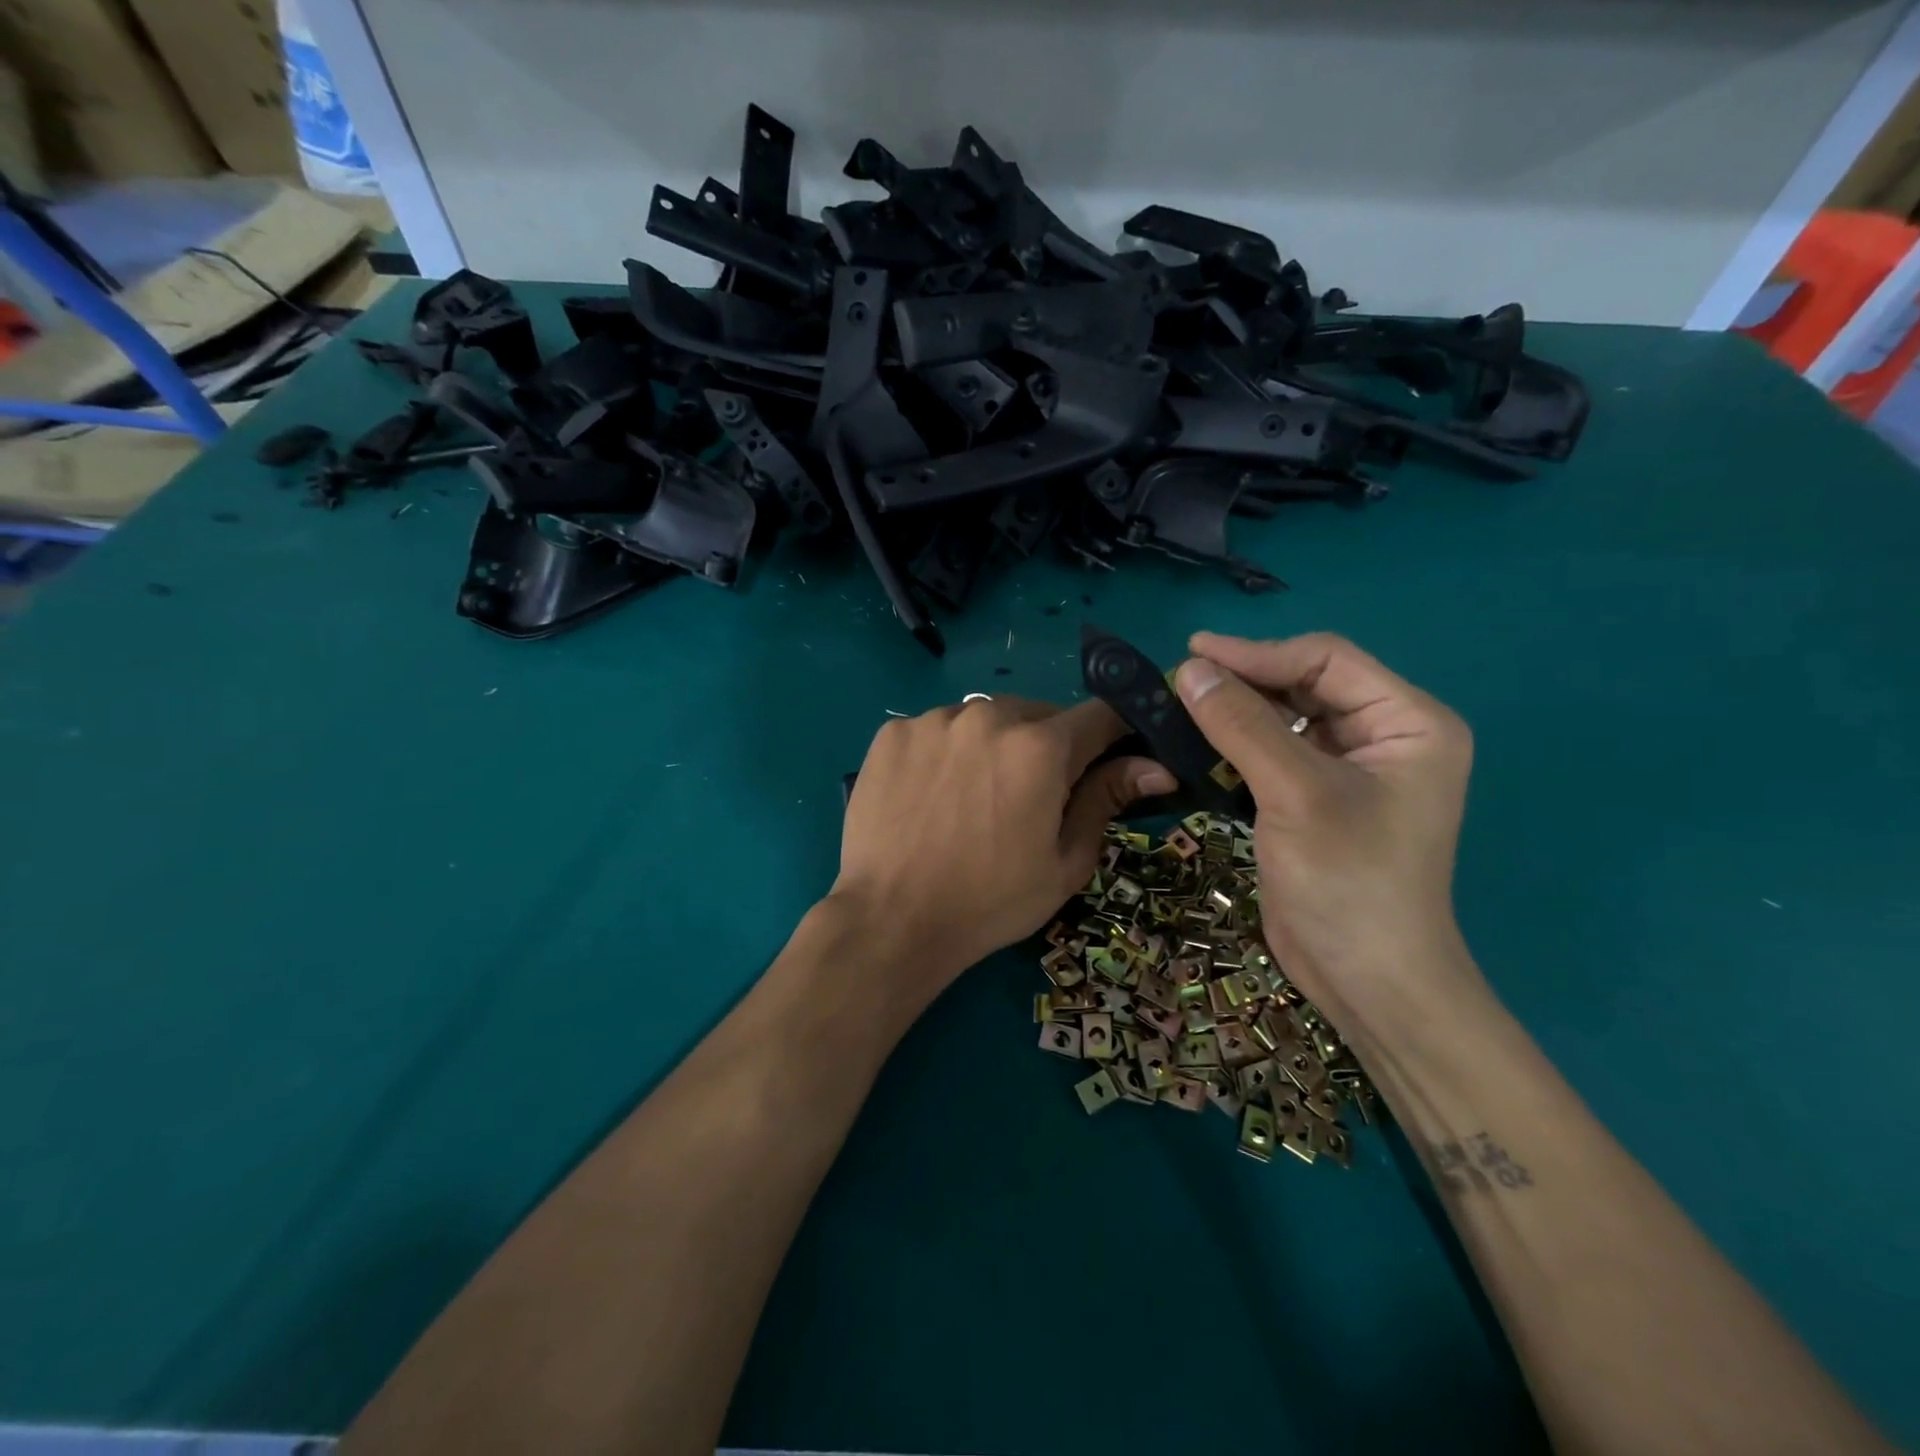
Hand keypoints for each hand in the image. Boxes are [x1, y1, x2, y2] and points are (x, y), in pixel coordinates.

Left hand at [830, 696, 1173, 1013]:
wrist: (891, 920)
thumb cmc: (990, 901)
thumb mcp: (1064, 862)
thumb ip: (1107, 801)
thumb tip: (1156, 768)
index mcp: (1040, 748)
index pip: (1100, 715)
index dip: (1114, 734)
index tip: (1112, 757)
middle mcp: (988, 716)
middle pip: (1039, 714)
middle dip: (1048, 745)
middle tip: (1033, 795)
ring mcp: (934, 720)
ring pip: (985, 718)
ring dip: (994, 744)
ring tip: (975, 796)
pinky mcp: (893, 732)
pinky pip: (938, 729)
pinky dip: (947, 750)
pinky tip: (934, 794)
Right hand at [1174, 631, 1485, 1038]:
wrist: (1366, 979)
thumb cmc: (1348, 881)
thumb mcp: (1295, 794)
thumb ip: (1243, 725)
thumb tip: (1189, 670)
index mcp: (1409, 721)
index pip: (1325, 662)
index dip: (1257, 653)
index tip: (1191, 654)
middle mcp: (1386, 736)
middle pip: (1305, 685)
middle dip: (1244, 680)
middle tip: (1179, 680)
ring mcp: (1351, 769)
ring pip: (1285, 718)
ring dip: (1236, 712)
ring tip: (1180, 704)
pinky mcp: (1318, 798)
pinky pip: (1275, 752)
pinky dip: (1237, 745)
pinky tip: (1197, 743)